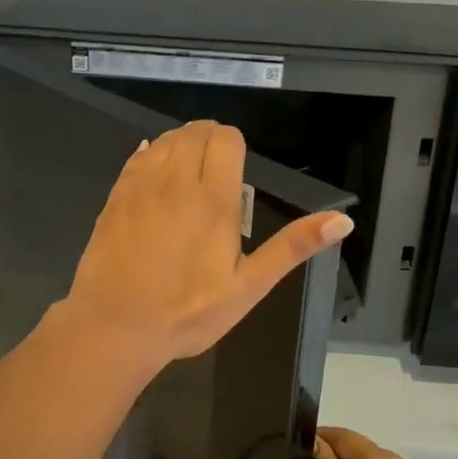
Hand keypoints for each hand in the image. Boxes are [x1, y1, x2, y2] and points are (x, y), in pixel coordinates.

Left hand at [57, 121, 352, 370]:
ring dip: (181, 146)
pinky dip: (152, 156)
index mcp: (213, 198)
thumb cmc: (186, 312)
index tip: (237, 175)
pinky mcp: (115, 197)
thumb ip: (292, 247)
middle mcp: (175, 180)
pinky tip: (157, 178)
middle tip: (216, 177)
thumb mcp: (248, 287)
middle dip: (210, 142)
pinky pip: (137, 157)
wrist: (114, 327)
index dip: (235, 147)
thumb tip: (343, 220)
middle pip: (195, 131)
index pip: (226, 138)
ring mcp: (140, 186)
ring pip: (165, 139)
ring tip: (189, 178)